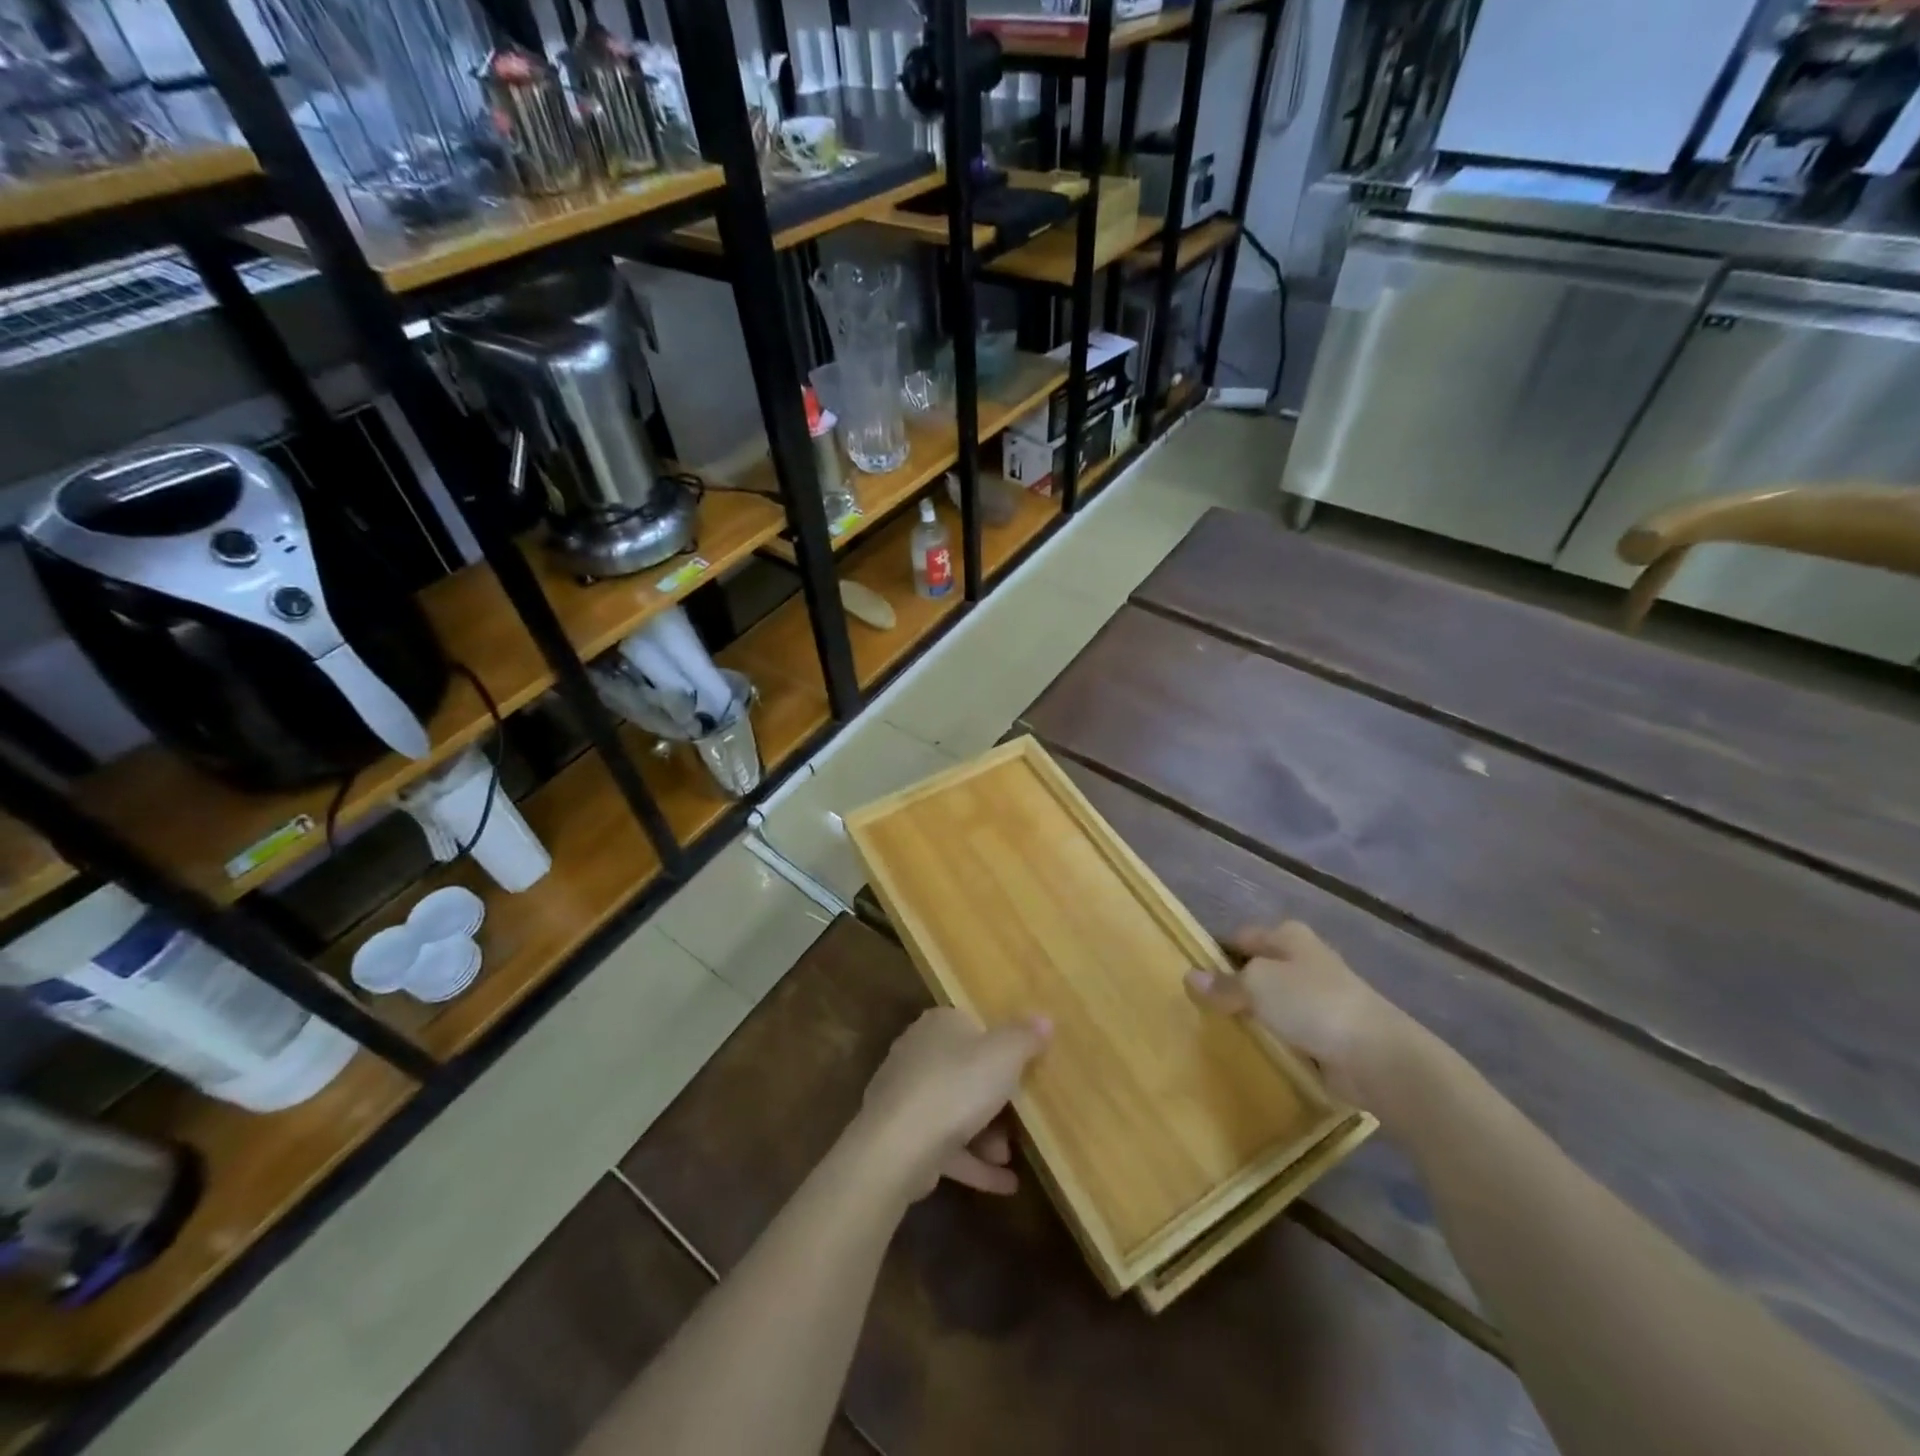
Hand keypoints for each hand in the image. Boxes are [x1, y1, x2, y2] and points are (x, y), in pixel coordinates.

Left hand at [854, 1008, 1050, 1200]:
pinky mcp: (902, 1134)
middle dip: (995, 1101)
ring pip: (954, 1110)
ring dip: (985, 1136)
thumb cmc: (957, 1086)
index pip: (974, 1026)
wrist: (898, 1146)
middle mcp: (918, 1051)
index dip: (1000, 1048)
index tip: (1024, 1072)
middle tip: (1020, 1122)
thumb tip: (1044, 1018)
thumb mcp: (1004, 1055)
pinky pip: (944, 1144)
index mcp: (940, 1024)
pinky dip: (973, 1162)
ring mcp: (906, 1094)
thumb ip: (1025, 1036)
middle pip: (966, 1071)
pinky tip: (1004, 1184)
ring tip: (1008, 1159)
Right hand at [1186, 921, 1416, 1102]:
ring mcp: (1321, 996)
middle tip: (1201, 1007)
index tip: (1192, 977)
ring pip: (1275, 1000)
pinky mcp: (1331, 1031)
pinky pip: (1292, 1029)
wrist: (1377, 1056)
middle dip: (1234, 985)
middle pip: (1258, 968)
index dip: (1215, 953)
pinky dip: (1277, 1038)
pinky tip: (1257, 1051)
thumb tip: (1190, 977)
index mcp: (1288, 936)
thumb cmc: (1312, 1004)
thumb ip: (1224, 983)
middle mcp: (1305, 959)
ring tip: (1223, 1031)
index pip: (1240, 937)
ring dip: (1256, 1014)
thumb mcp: (1257, 985)